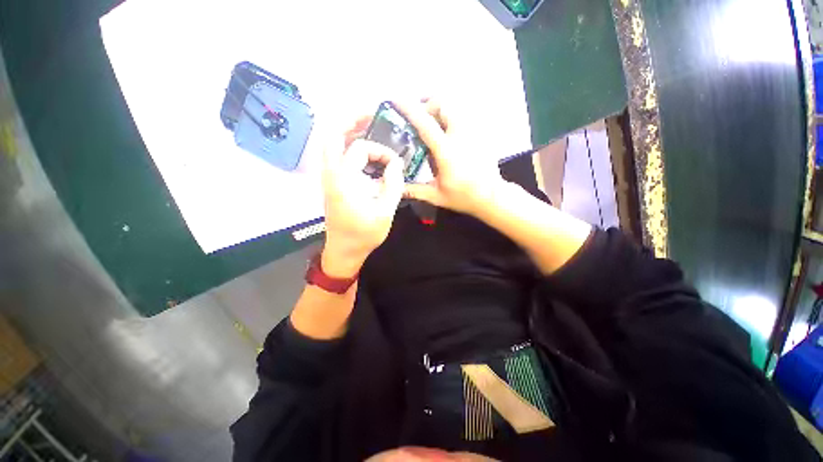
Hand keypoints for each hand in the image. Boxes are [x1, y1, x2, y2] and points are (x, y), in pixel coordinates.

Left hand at [322, 118, 404, 277]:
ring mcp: (329, 178)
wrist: (344, 251)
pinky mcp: (332, 183)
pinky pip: (336, 156)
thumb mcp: (385, 211)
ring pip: (331, 144)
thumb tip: (397, 164)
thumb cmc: (364, 234)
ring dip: (348, 131)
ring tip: (367, 124)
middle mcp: (331, 174)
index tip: (395, 165)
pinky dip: (348, 146)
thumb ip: (393, 185)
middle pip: (332, 134)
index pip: (360, 149)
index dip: (381, 152)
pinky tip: (364, 150)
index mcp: (343, 180)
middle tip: (370, 113)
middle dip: (351, 120)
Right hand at [397, 99, 506, 216]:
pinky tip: (449, 132)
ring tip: (433, 122)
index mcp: (446, 151)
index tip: (396, 100)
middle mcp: (460, 135)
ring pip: (456, 106)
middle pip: (443, 104)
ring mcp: (473, 132)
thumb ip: (415, 190)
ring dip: (441, 109)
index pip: (425, 123)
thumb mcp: (436, 195)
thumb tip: (398, 188)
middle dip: (428, 105)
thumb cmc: (463, 196)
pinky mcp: (481, 133)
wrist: (491, 196)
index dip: (409, 109)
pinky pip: (465, 115)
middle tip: (420, 118)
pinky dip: (453, 117)